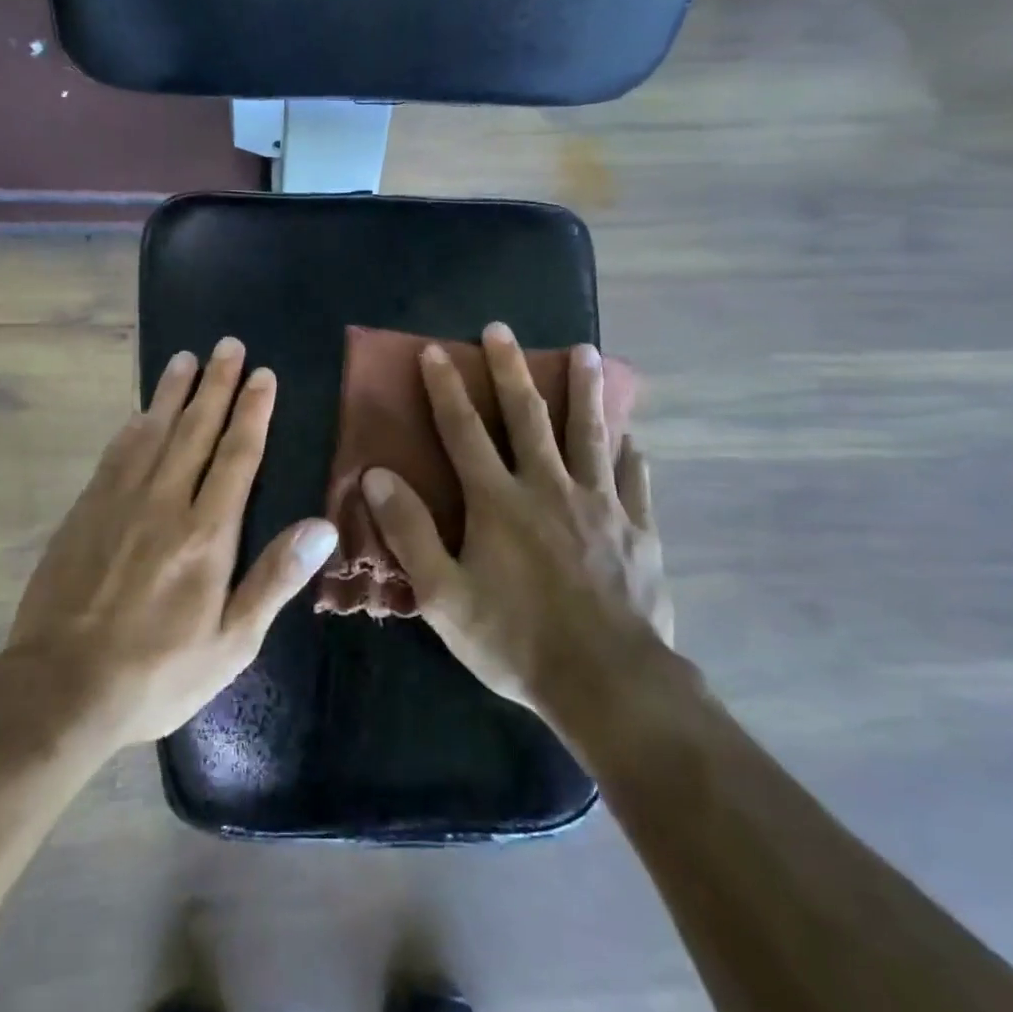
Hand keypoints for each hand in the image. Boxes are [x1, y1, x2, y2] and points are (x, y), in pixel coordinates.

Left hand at [8, 338, 337, 748]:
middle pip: (196, 430)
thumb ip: (275, 578)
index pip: (237, 455)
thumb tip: (323, 525)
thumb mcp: (232, 642)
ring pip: (154, 431)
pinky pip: (116, 454)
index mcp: (207, 533)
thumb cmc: (158, 671)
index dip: (252, 412)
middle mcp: (165, 503)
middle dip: (216, 385)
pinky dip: (133, 426)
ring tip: (187, 358)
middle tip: (228, 345)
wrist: (61, 688)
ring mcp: (120, 502)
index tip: (262, 375)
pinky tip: (140, 412)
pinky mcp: (86, 511)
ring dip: (173, 392)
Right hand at [359, 323, 673, 715]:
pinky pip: (633, 479)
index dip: (446, 388)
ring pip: (588, 433)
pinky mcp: (637, 528)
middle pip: (526, 416)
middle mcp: (548, 486)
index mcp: (498, 500)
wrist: (607, 682)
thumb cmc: (515, 639)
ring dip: (583, 389)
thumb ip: (410, 531)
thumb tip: (376, 474)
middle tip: (502, 329)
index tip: (436, 351)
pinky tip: (631, 437)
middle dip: (510, 369)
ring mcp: (599, 504)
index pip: (464, 430)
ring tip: (585, 351)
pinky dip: (629, 454)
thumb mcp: (443, 594)